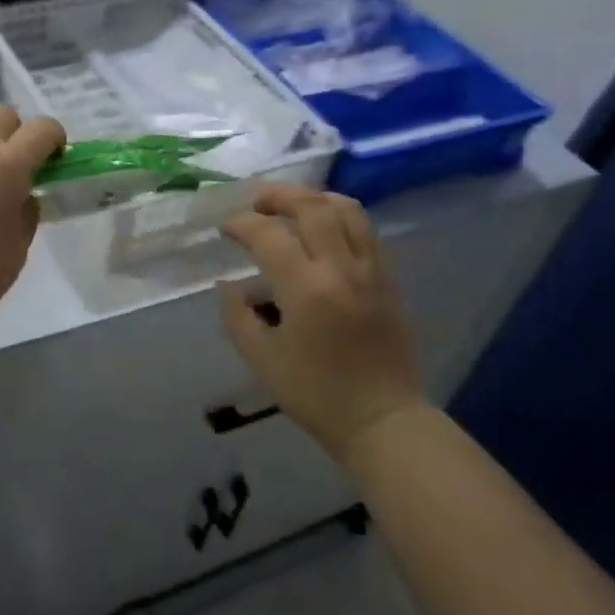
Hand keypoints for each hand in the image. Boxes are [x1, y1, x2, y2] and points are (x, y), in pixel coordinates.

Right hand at [221, 184, 428, 465]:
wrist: (382, 419)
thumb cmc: (316, 394)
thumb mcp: (262, 360)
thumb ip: (238, 316)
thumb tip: (229, 285)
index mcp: (306, 289)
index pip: (269, 235)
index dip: (241, 224)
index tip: (225, 229)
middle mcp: (341, 268)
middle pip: (312, 206)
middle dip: (279, 195)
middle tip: (256, 202)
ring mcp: (371, 270)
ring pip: (347, 210)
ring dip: (314, 198)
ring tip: (292, 205)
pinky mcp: (388, 279)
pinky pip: (365, 230)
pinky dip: (340, 215)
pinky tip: (324, 227)